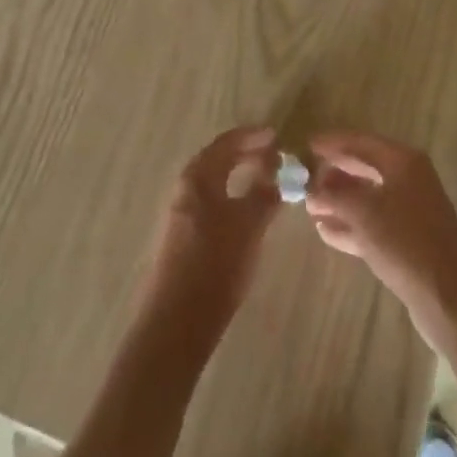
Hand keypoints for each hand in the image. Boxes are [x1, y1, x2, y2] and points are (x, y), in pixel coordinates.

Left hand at [143, 127, 280, 339]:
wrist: (178, 321)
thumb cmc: (215, 264)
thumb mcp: (248, 226)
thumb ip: (264, 195)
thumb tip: (278, 173)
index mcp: (198, 177)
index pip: (226, 143)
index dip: (252, 137)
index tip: (276, 136)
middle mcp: (186, 188)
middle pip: (218, 160)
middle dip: (246, 154)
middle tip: (275, 157)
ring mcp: (183, 212)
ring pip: (216, 182)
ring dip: (240, 176)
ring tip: (267, 181)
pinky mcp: (185, 236)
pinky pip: (213, 202)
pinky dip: (233, 196)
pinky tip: (248, 210)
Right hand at [305, 131, 456, 338]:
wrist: (452, 300)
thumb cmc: (407, 243)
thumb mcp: (364, 213)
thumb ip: (333, 196)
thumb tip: (310, 188)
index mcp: (403, 162)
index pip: (361, 142)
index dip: (332, 143)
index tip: (305, 145)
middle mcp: (409, 180)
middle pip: (364, 168)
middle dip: (335, 173)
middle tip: (305, 177)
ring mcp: (411, 211)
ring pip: (368, 198)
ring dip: (339, 201)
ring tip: (309, 207)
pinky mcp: (409, 241)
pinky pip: (373, 224)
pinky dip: (351, 224)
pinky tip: (325, 231)